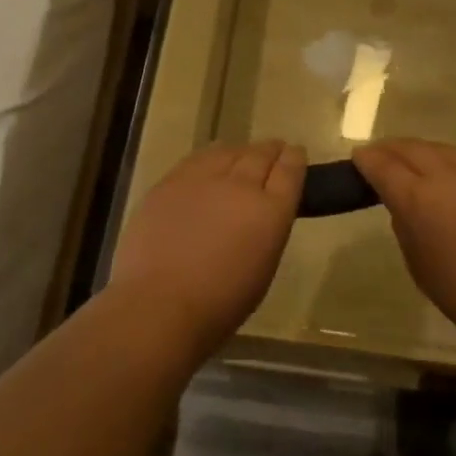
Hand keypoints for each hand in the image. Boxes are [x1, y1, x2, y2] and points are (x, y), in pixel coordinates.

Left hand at [110, 140, 306, 359]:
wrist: (159, 305)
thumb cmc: (220, 304)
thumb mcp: (263, 268)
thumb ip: (267, 230)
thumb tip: (262, 212)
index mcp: (270, 211)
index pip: (290, 171)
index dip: (295, 158)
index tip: (296, 153)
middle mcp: (241, 185)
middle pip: (261, 155)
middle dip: (271, 150)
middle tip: (275, 150)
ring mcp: (203, 179)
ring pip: (229, 151)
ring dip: (241, 151)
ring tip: (243, 155)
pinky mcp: (172, 181)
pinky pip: (198, 158)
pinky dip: (211, 156)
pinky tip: (211, 160)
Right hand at [353, 139, 455, 360]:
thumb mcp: (419, 266)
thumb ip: (407, 227)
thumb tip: (406, 207)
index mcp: (418, 198)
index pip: (383, 166)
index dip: (367, 160)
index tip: (358, 157)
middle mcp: (448, 175)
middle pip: (413, 148)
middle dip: (392, 148)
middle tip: (380, 154)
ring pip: (445, 152)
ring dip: (425, 154)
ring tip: (416, 163)